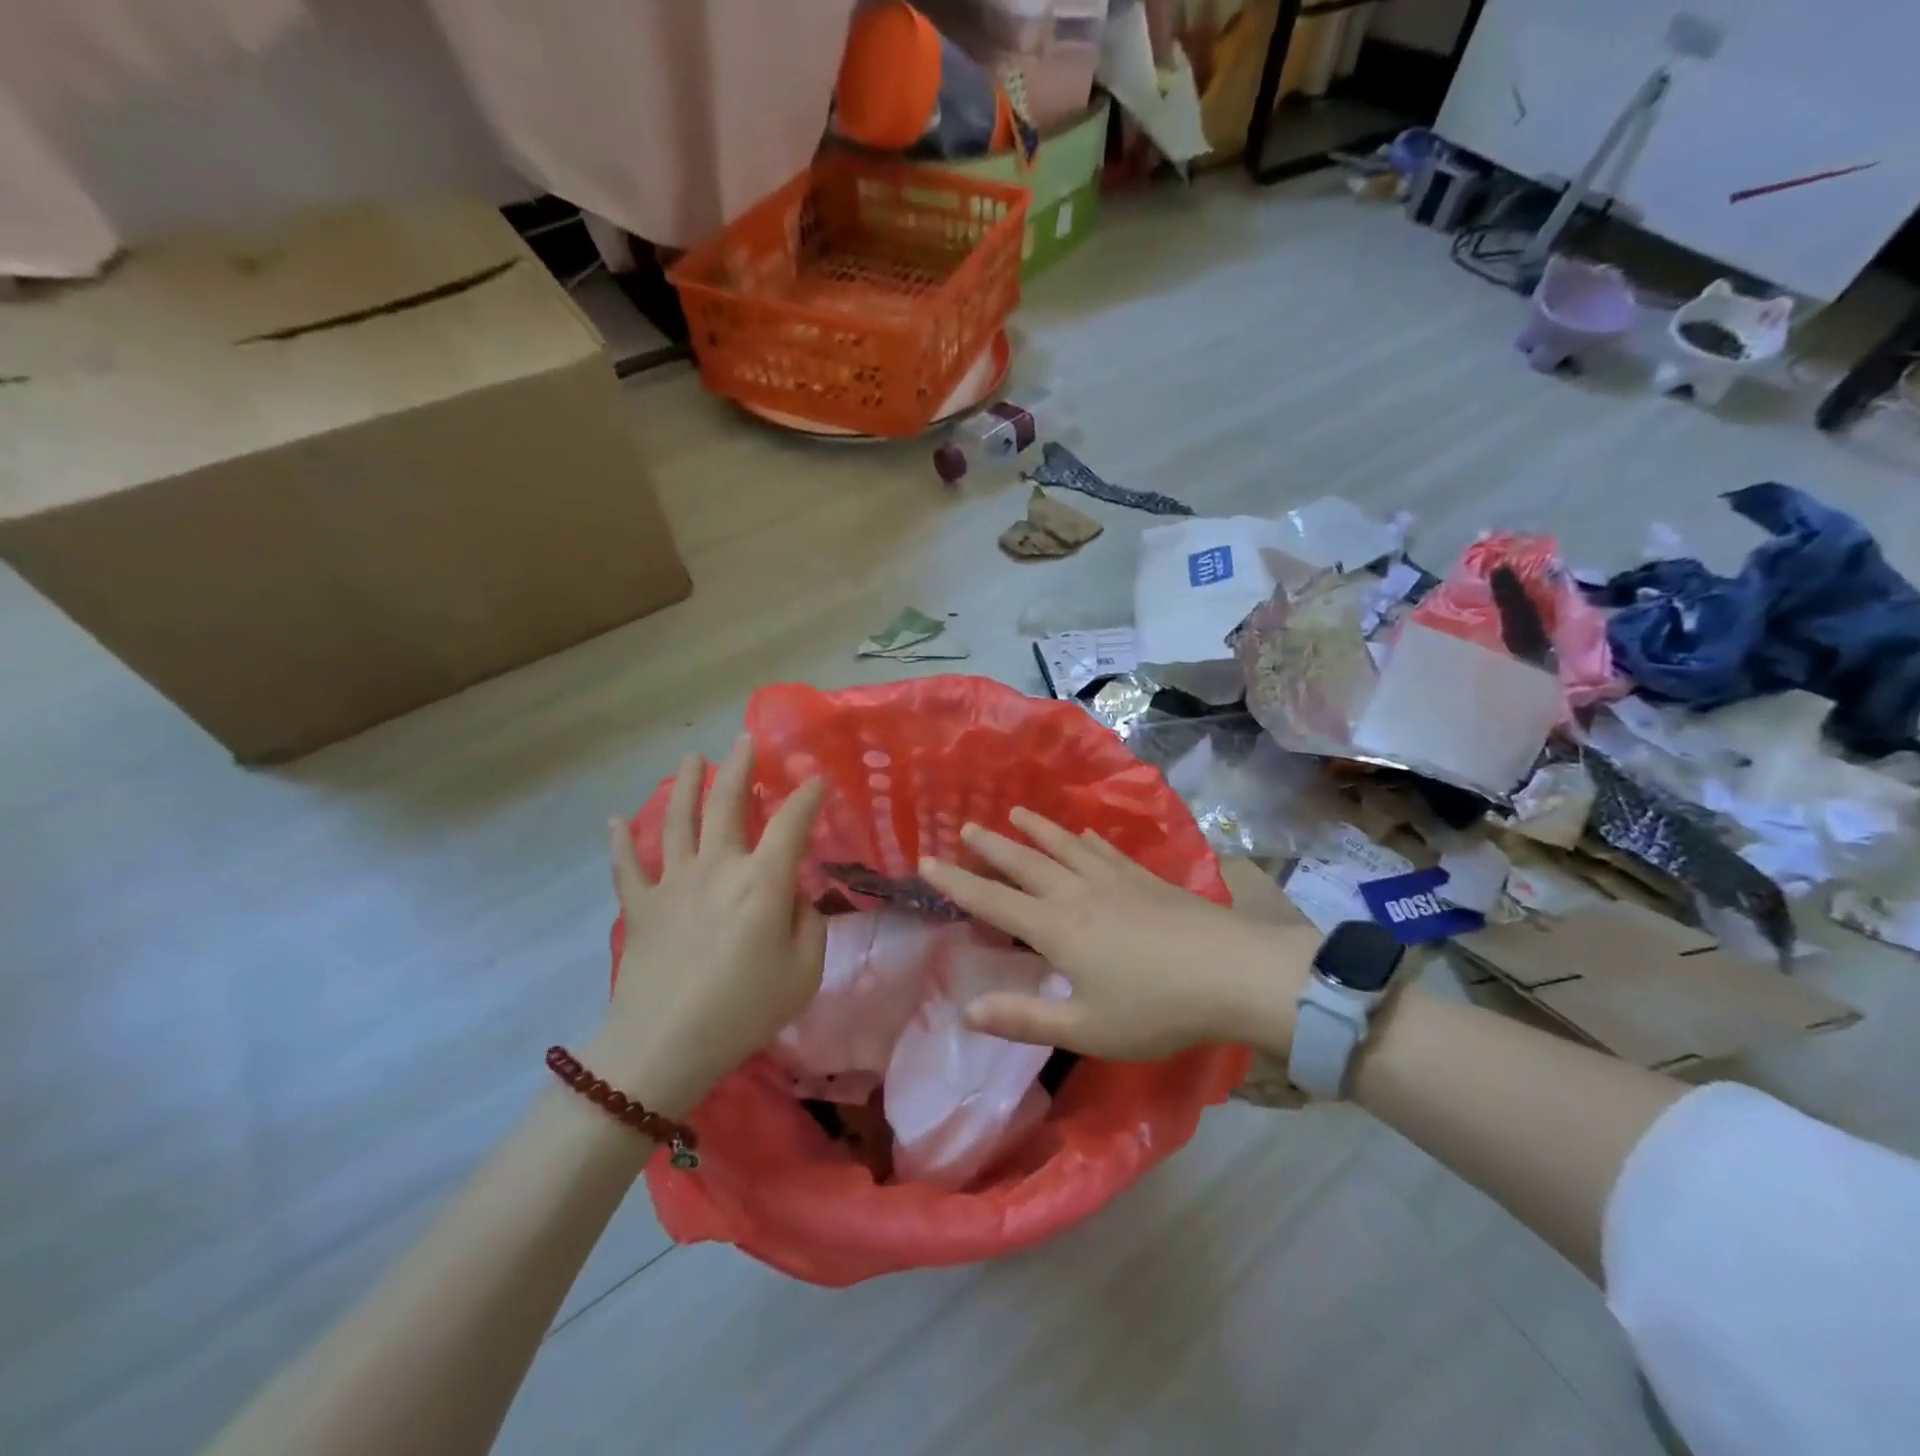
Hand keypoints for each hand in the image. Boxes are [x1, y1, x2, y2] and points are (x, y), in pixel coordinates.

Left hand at [592, 735, 827, 1113]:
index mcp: (762, 880)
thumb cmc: (744, 1009)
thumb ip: (808, 922)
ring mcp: (673, 881)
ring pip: (677, 818)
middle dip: (739, 766)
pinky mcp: (639, 905)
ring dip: (686, 783)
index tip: (817, 780)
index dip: (808, 796)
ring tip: (692, 758)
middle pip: (726, 803)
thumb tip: (794, 894)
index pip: (792, 822)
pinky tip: (615, 820)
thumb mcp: (804, 971)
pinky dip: (620, 840)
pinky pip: (626, 864)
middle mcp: (717, 866)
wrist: (665, 1045)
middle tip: (744, 740)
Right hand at [918, 808, 1308, 1059]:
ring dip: (1036, 829)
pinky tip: (1087, 834)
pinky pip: (1107, 852)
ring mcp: (1116, 881)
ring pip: (1065, 847)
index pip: (993, 900)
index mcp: (1057, 928)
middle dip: (992, 846)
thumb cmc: (1157, 1009)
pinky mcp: (1147, 880)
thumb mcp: (1086, 1029)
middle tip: (966, 826)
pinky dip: (1088, 840)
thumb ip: (1024, 1018)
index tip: (926, 861)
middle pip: (1026, 863)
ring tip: (1015, 812)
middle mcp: (1079, 894)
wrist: (1234, 974)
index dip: (956, 882)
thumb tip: (966, 1011)